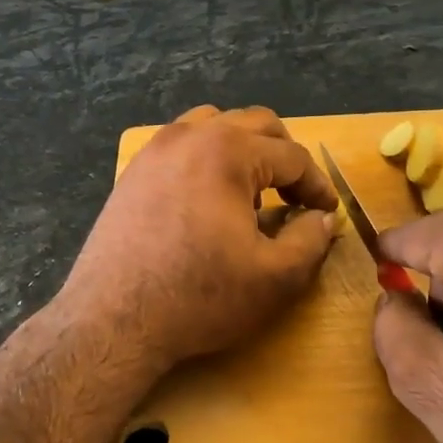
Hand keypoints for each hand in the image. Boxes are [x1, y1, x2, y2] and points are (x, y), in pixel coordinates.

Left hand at [60, 105, 339, 370]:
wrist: (115, 318)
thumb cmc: (199, 296)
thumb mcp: (275, 277)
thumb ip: (311, 239)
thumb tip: (322, 217)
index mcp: (228, 150)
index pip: (292, 155)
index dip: (318, 184)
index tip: (327, 212)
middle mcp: (189, 135)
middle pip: (254, 125)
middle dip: (284, 156)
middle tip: (296, 196)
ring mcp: (155, 150)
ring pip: (213, 125)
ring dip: (243, 148)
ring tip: (252, 191)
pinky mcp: (133, 172)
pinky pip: (181, 146)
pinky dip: (206, 158)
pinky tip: (208, 199)